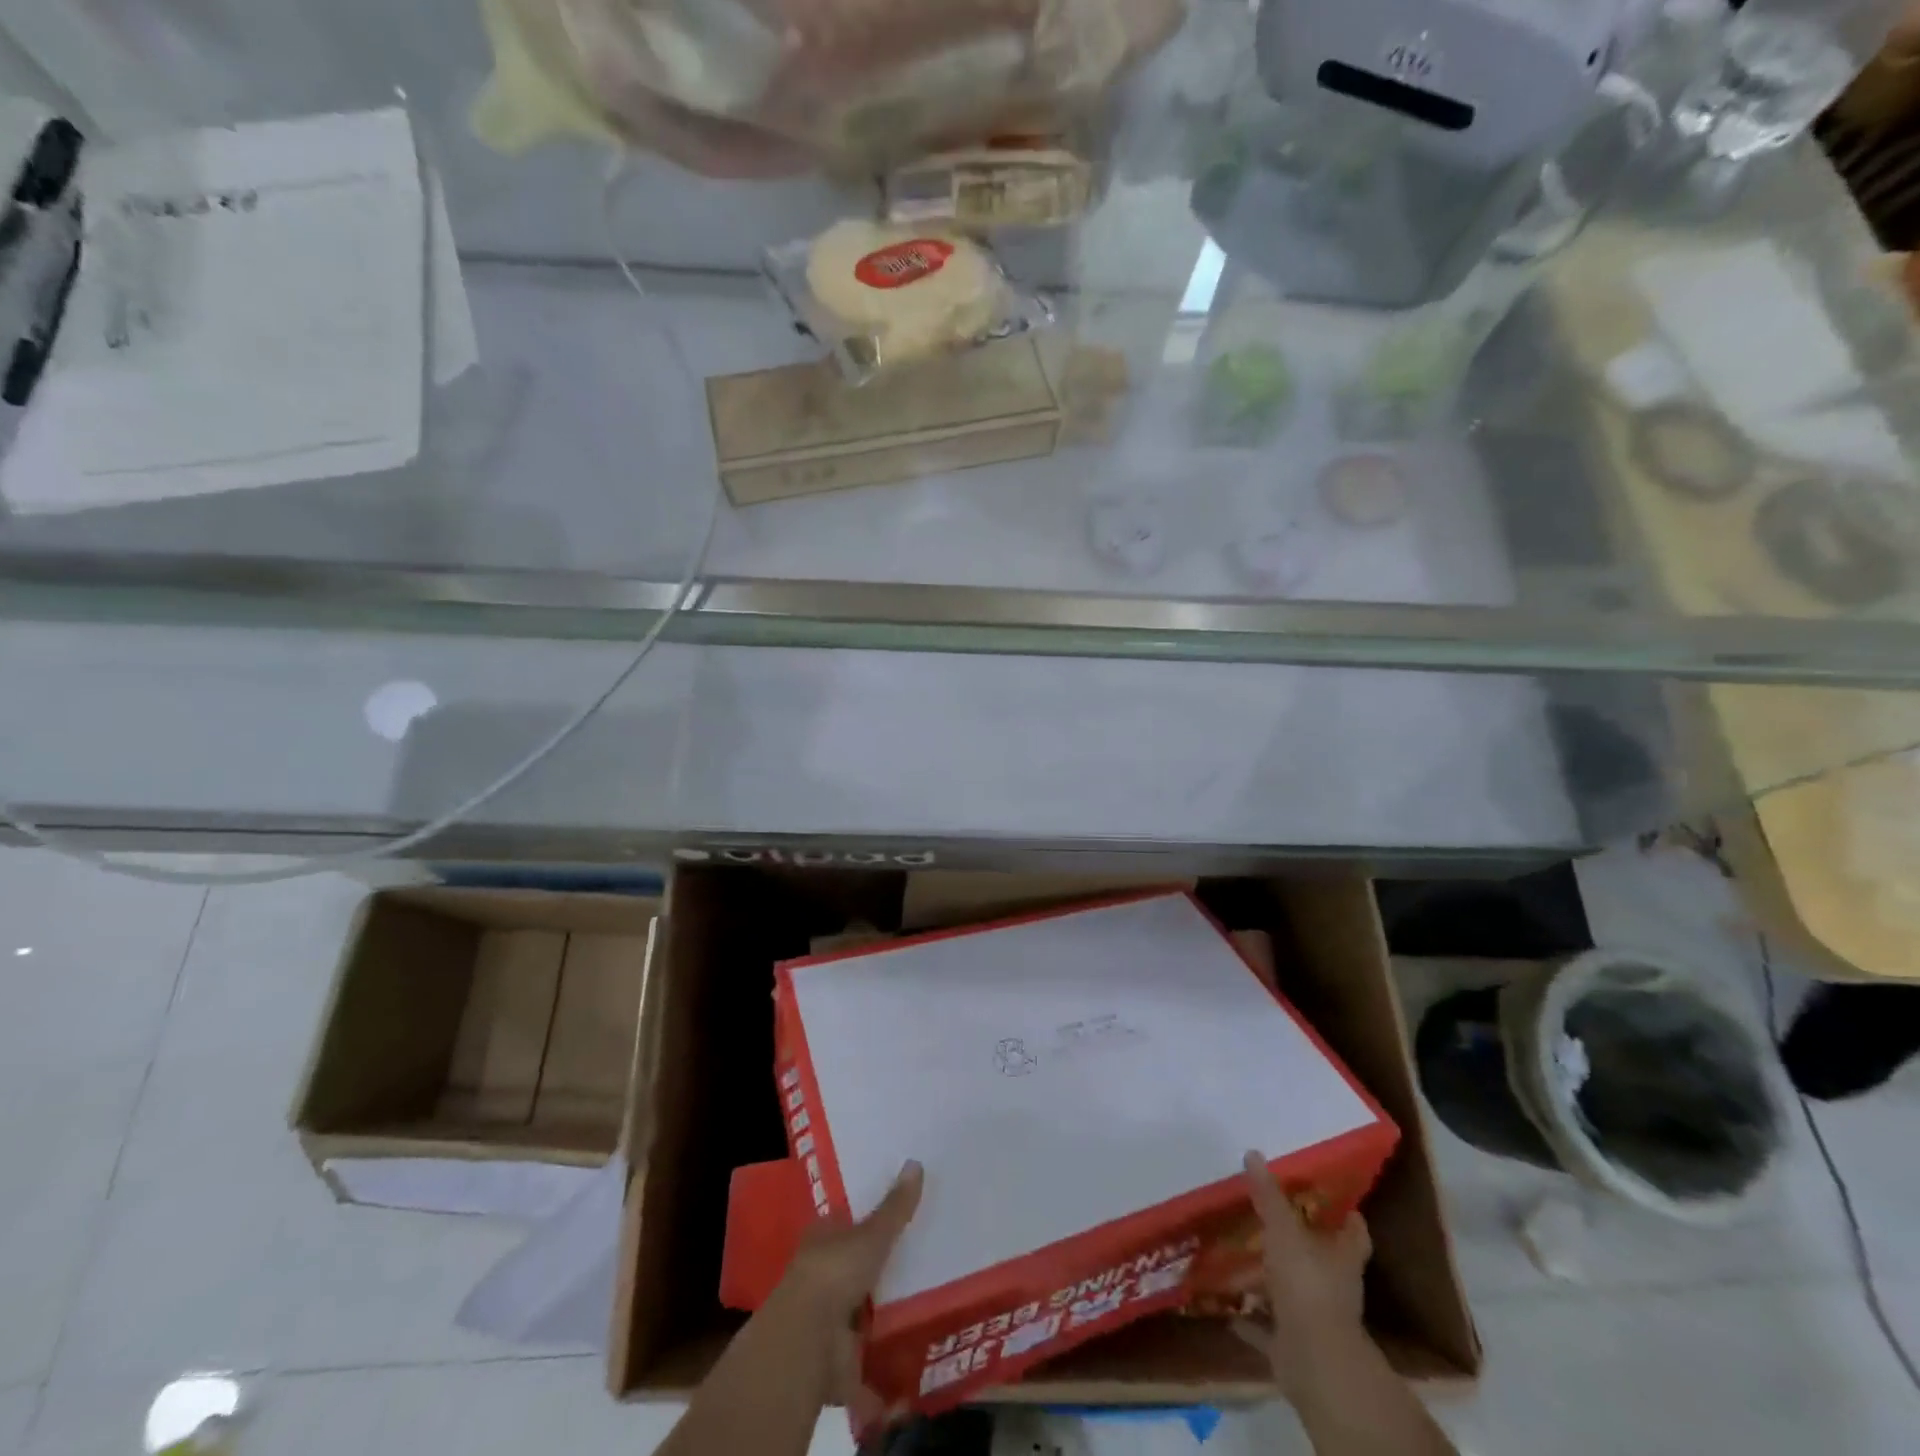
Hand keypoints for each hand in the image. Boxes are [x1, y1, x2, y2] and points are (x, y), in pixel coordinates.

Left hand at [764, 1160, 922, 1423]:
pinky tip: (913, 1363)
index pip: (846, 1221)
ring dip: (883, 1315)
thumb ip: (895, 1206)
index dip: (868, 1219)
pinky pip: (867, 1359)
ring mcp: (828, 1318)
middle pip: (855, 1266)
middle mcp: (821, 1274)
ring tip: (926, 1309)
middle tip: (922, 1261)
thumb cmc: (835, 1272)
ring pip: (861, 1310)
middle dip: (880, 1269)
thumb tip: (916, 1162)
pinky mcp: (838, 1357)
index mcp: (823, 1238)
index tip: (897, 1217)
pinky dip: (885, 1368)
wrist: (807, 1341)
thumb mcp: (871, 1234)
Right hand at [1235, 1149, 1372, 1395]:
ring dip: (1270, 1280)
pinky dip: (1252, 1319)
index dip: (1348, 1218)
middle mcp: (1333, 1287)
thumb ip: (1268, 1195)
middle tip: (1271, 1219)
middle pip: (1320, 1260)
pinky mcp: (1293, 1344)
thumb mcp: (1283, 1230)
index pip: (1354, 1233)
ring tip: (1240, 1259)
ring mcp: (1314, 1318)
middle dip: (1299, 1244)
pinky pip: (1268, 1327)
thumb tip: (1253, 1153)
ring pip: (1291, 1291)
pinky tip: (1228, 1309)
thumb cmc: (1307, 1283)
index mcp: (1341, 1258)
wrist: (1314, 1361)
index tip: (1337, 1202)